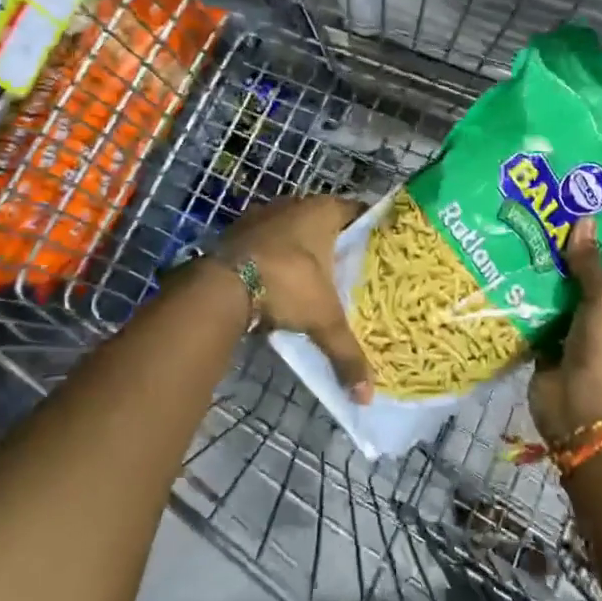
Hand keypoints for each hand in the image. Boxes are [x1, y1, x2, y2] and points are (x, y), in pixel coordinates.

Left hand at [219, 194, 373, 402]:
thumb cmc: (286, 284)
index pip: (356, 211)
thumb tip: (367, 396)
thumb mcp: (323, 319)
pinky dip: (273, 258)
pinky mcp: (237, 232)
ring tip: (315, 280)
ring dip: (300, 251)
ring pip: (292, 230)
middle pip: (323, 221)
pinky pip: (265, 243)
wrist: (222, 283)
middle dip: (334, 244)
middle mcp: (294, 204)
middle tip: (350, 270)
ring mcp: (262, 215)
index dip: (368, 229)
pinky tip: (279, 284)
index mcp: (323, 210)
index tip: (379, 250)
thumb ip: (347, 353)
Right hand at [529, 217, 601, 442]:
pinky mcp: (550, 351)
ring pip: (559, 302)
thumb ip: (591, 263)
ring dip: (542, 282)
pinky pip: (536, 320)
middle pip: (585, 286)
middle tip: (539, 228)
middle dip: (564, 264)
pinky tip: (506, 277)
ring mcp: (578, 340)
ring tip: (519, 243)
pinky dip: (524, 305)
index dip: (599, 251)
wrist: (578, 411)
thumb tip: (584, 219)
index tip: (573, 224)